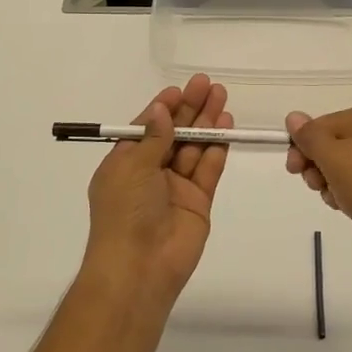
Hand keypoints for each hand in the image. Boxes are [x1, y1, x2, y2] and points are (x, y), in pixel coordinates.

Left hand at [84, 73, 232, 307]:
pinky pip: (208, 169)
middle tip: (208, 84)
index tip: (180, 90)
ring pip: (193, 148)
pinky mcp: (198, 202)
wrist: (139, 267)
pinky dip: (217, 148)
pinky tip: (226, 126)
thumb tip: (161, 109)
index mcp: (125, 164)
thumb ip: (153, 137)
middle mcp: (149, 173)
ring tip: (221, 96)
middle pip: (173, 134)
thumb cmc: (125, 212)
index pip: (146, 128)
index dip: (163, 108)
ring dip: (206, 123)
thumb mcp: (132, 167)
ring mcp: (175, 188)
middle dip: (190, 109)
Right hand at [285, 104, 351, 271]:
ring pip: (343, 167)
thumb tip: (293, 116)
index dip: (302, 146)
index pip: (321, 124)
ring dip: (331, 183)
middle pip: (331, 144)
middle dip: (317, 166)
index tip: (294, 170)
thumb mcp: (336, 158)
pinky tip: (348, 207)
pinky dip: (348, 195)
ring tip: (337, 199)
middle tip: (316, 185)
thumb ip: (311, 137)